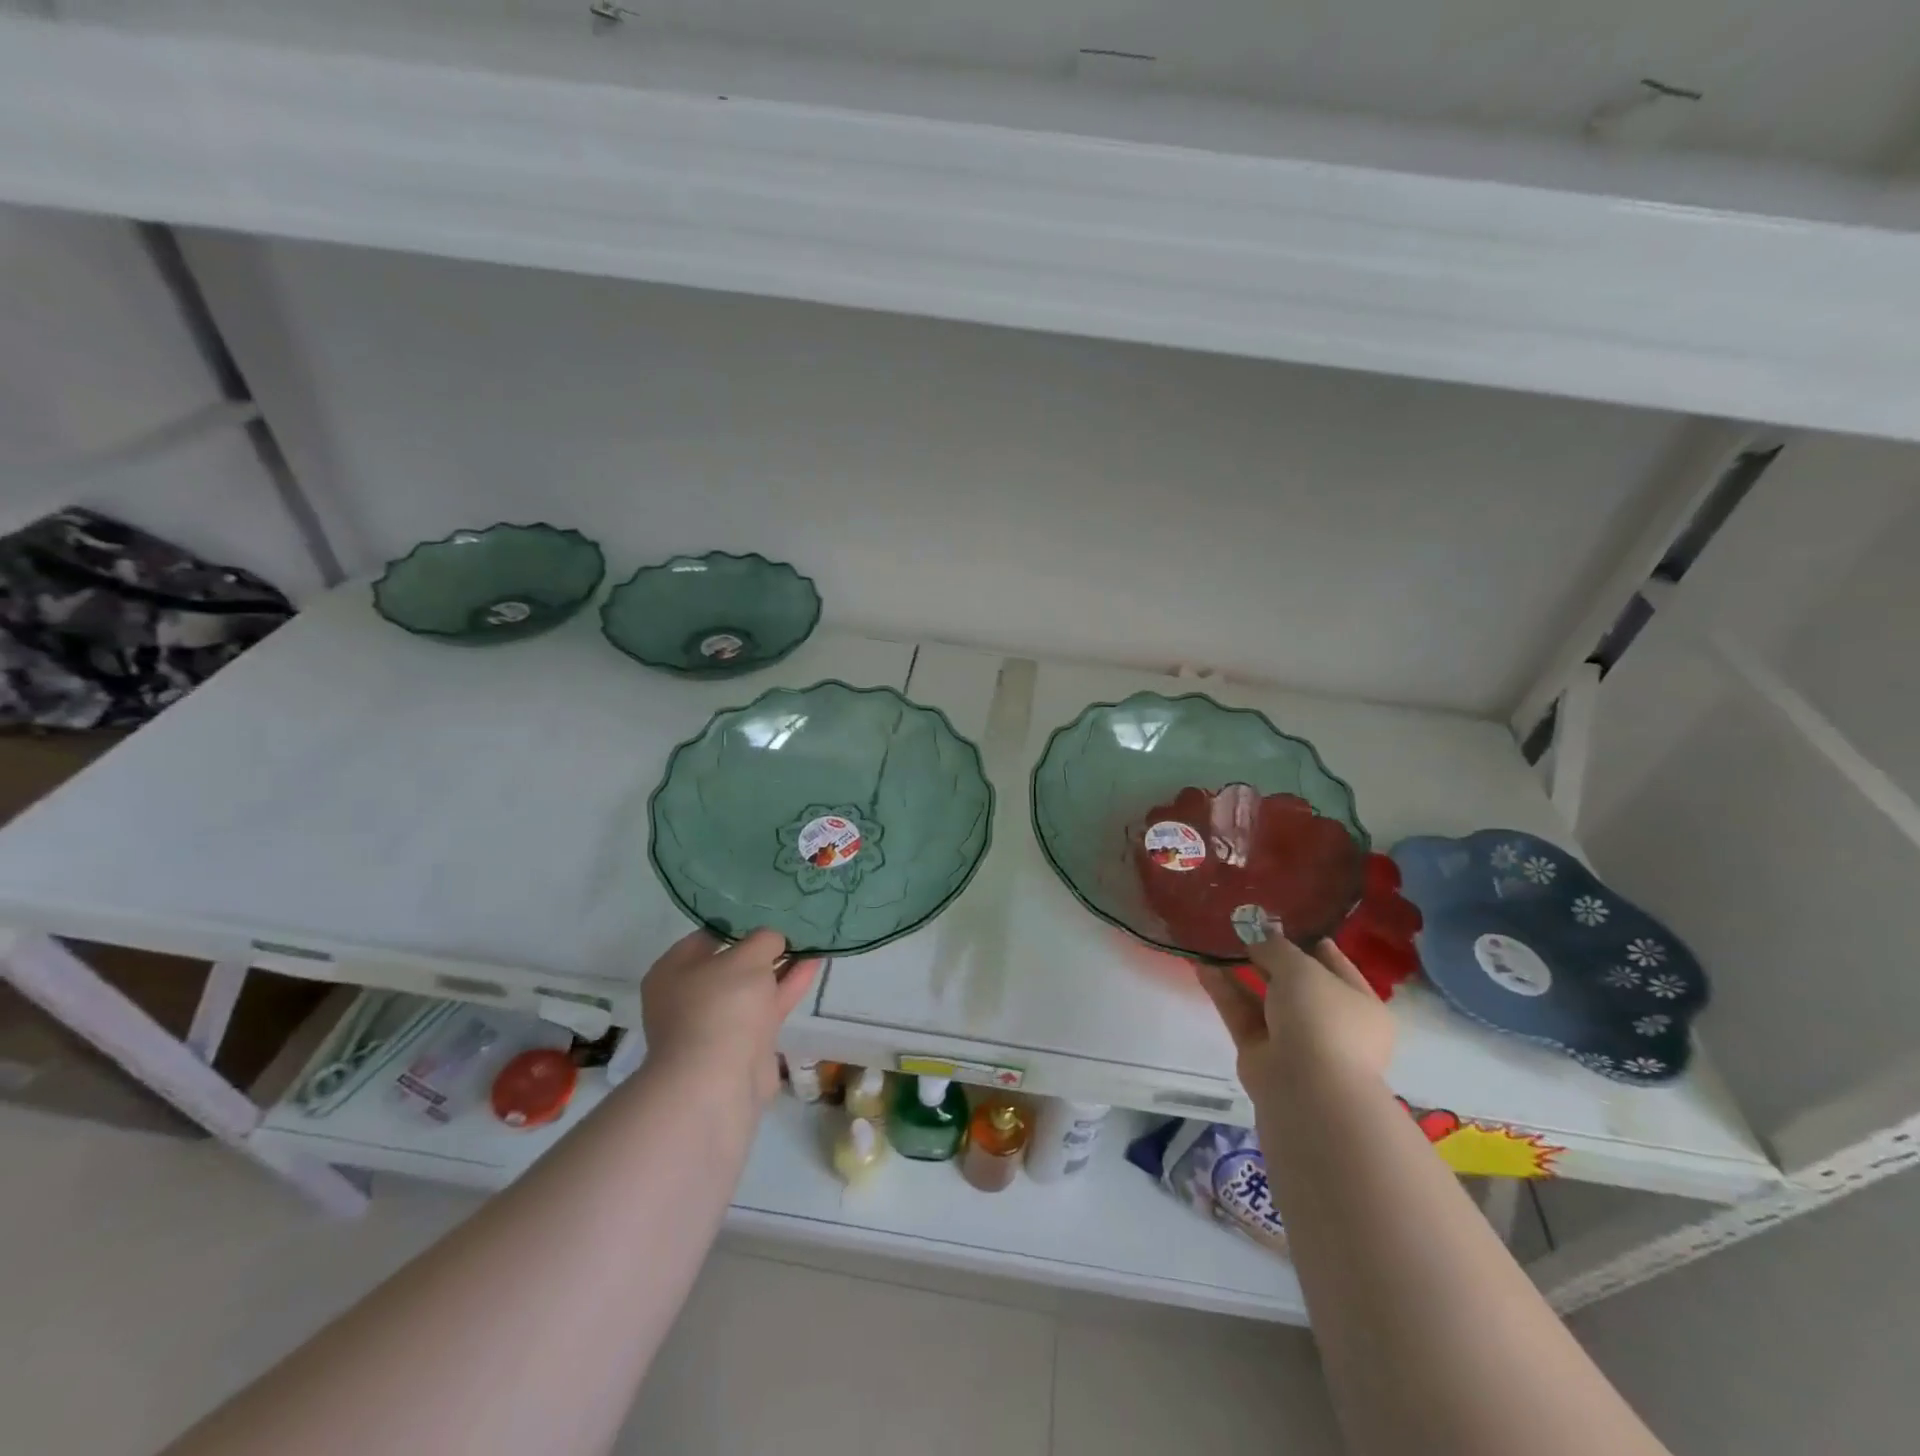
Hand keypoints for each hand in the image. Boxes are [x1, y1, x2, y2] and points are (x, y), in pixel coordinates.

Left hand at [640, 929, 819, 1106]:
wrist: (718, 1083)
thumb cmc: (721, 1007)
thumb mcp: (746, 957)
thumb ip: (763, 940)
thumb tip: (773, 940)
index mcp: (673, 970)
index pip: (707, 935)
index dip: (739, 921)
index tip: (769, 909)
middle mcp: (690, 995)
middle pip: (732, 962)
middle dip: (763, 946)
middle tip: (794, 923)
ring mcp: (717, 1022)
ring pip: (754, 986)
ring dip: (781, 965)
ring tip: (812, 939)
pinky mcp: (744, 1043)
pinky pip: (768, 1005)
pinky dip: (788, 986)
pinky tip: (813, 964)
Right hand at [1196, 935, 1393, 1108]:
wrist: (1307, 1088)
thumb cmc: (1321, 1018)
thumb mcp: (1301, 968)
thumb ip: (1276, 947)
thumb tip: (1258, 934)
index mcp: (1359, 1004)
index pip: (1335, 965)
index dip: (1310, 942)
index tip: (1283, 919)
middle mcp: (1330, 1022)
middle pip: (1296, 982)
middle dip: (1269, 955)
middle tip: (1241, 927)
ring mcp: (1294, 1039)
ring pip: (1263, 997)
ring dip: (1240, 971)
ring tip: (1214, 940)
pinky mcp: (1260, 1051)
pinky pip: (1241, 1013)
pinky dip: (1223, 990)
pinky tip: (1201, 964)